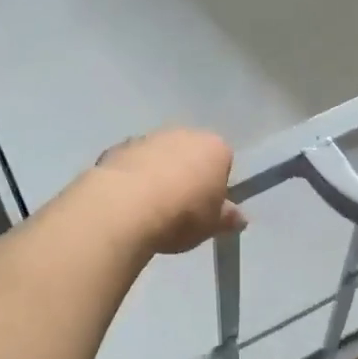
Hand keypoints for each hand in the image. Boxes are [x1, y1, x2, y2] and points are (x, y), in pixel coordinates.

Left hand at [93, 129, 245, 254]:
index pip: (223, 161)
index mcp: (215, 147)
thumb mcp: (212, 225)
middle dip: (186, 174)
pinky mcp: (118, 147)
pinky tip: (127, 202)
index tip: (207, 207)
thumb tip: (239, 218)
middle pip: (190, 153)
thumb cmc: (182, 214)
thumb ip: (227, 218)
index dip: (216, 185)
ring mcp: (149, 137)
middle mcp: (183, 133)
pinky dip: (132, 176)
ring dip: (157, 173)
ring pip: (159, 155)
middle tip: (179, 208)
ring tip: (149, 208)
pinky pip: (132, 162)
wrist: (125, 206)